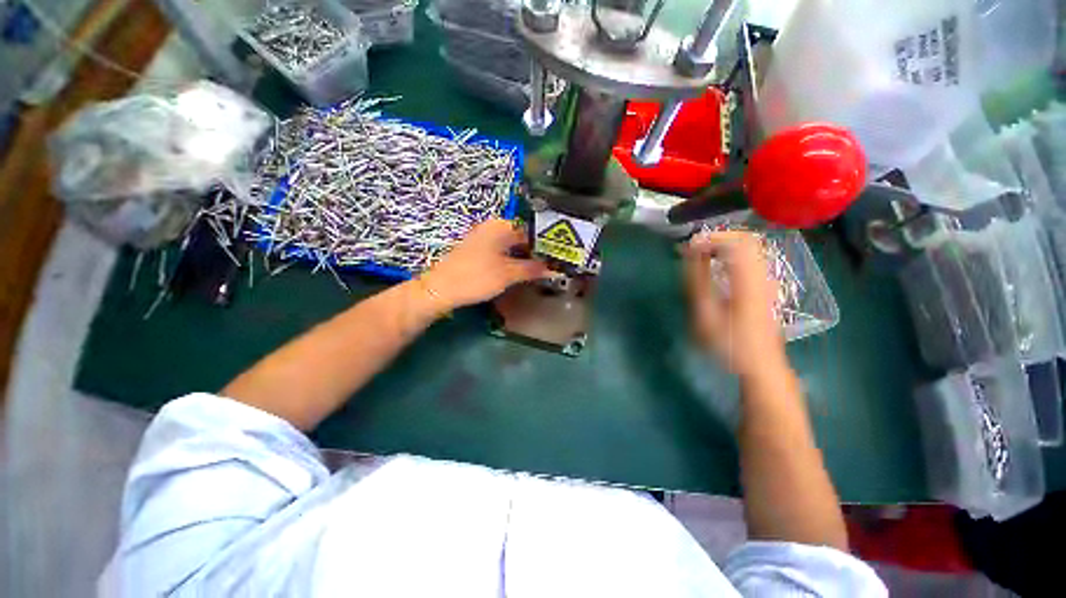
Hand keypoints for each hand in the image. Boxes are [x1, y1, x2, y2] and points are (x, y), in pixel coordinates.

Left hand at [420, 218, 550, 309]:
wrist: (441, 289)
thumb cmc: (477, 277)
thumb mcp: (509, 274)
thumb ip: (534, 269)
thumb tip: (557, 269)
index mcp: (501, 226)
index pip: (532, 231)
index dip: (546, 245)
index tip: (558, 259)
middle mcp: (493, 228)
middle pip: (522, 238)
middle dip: (536, 252)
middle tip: (551, 267)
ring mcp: (483, 239)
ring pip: (512, 246)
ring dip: (525, 258)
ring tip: (539, 271)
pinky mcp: (478, 251)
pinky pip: (502, 252)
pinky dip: (513, 261)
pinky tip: (520, 272)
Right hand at [683, 231, 787, 377]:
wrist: (761, 364)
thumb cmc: (730, 344)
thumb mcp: (706, 315)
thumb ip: (698, 282)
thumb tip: (691, 254)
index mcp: (749, 281)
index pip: (737, 242)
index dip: (711, 238)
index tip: (688, 246)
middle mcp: (763, 274)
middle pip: (747, 239)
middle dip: (718, 237)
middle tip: (694, 247)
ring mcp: (768, 279)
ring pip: (750, 246)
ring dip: (724, 244)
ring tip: (701, 253)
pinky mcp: (766, 284)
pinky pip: (751, 257)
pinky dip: (732, 253)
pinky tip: (717, 263)